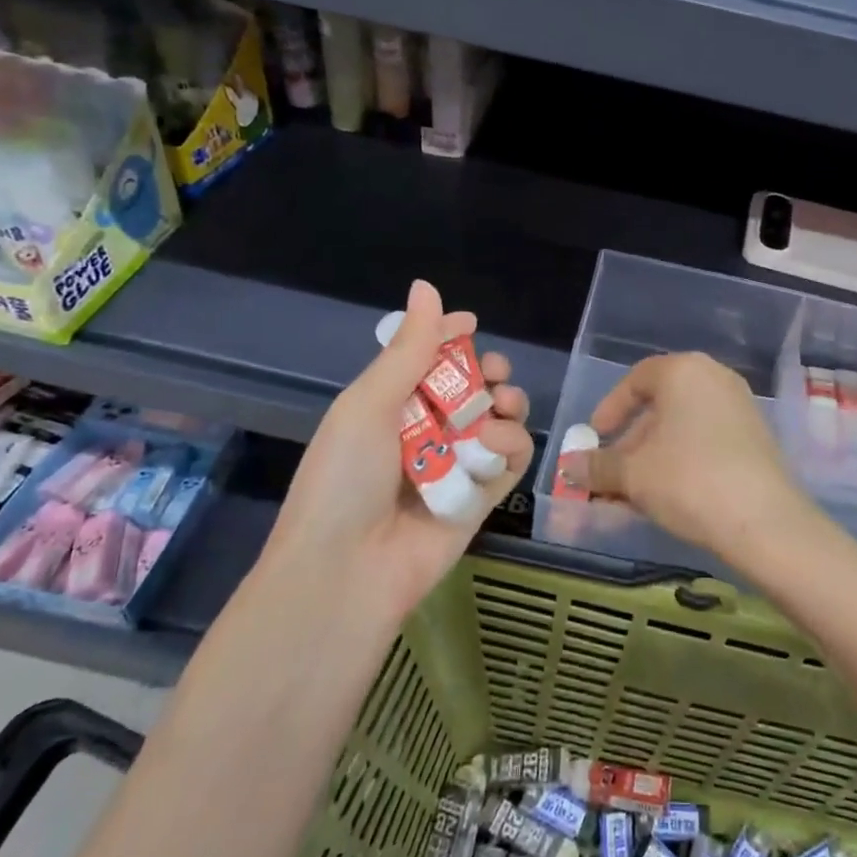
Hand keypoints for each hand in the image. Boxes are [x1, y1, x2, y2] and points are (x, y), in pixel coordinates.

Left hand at [264, 280, 532, 615]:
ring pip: (498, 418)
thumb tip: (427, 286)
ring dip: (506, 402)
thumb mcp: (369, 403)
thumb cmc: (345, 478)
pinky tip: (493, 443)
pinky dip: (510, 443)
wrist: (346, 571)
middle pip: (471, 387)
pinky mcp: (483, 495)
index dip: (451, 337)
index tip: (471, 325)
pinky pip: (511, 457)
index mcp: (390, 405)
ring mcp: (456, 464)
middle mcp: (425, 430)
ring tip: (501, 405)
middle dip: (488, 371)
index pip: (428, 359)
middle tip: (493, 373)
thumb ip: (408, 348)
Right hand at [582, 353, 805, 563]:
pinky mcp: (756, 437)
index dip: (610, 409)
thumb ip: (596, 466)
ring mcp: (740, 407)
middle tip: (611, 475)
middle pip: (660, 405)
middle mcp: (715, 378)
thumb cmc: (688, 481)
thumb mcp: (632, 474)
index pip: (636, 379)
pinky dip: (681, 461)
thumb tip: (568, 467)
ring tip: (634, 494)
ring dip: (653, 457)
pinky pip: (706, 440)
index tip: (594, 439)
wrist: (764, 521)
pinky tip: (668, 497)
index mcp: (684, 371)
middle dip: (630, 442)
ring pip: (683, 427)